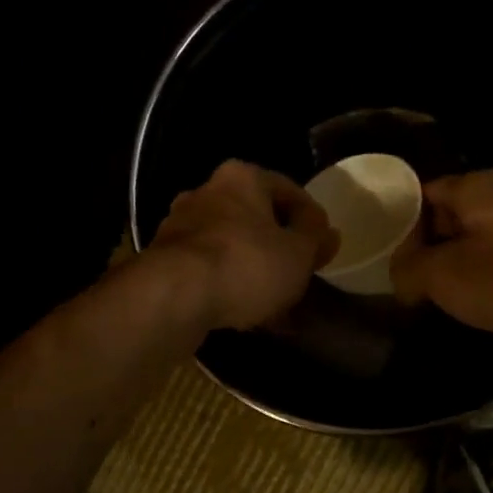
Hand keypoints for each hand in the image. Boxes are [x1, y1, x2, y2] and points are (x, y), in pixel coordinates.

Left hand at [148, 160, 339, 330]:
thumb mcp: (297, 253)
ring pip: (232, 247)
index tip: (324, 250)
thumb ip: (315, 239)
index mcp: (242, 178)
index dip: (312, 221)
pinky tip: (245, 314)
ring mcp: (181, 227)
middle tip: (299, 276)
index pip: (290, 191)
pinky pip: (210, 271)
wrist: (174, 297)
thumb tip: (327, 231)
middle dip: (279, 248)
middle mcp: (206, 192)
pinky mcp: (165, 262)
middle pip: (256, 219)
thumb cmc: (246, 265)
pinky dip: (229, 287)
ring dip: (254, 271)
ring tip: (275, 304)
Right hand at [390, 170, 492, 340]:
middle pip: (453, 215)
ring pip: (485, 237)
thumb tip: (401, 274)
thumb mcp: (447, 277)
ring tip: (448, 295)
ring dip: (466, 262)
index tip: (384, 257)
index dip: (398, 225)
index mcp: (472, 187)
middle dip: (432, 246)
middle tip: (412, 282)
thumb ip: (411, 271)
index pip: (420, 194)